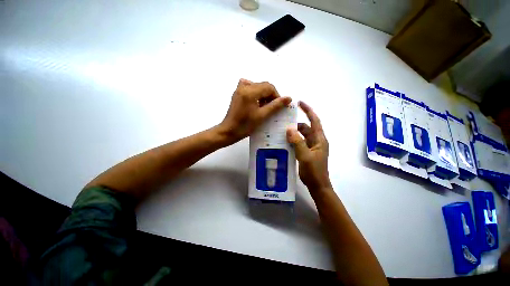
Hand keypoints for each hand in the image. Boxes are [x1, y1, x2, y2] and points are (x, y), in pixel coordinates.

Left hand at [219, 79, 291, 142]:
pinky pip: (250, 88)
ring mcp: (239, 89)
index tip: (279, 106)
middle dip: (270, 95)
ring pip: (257, 86)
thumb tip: (289, 98)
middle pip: (263, 85)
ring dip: (264, 95)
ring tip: (264, 107)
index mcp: (250, 91)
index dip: (277, 95)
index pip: (269, 87)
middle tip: (272, 108)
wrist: (229, 131)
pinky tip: (256, 102)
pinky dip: (256, 93)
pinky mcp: (237, 93)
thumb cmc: (245, 126)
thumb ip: (275, 106)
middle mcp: (244, 86)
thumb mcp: (262, 116)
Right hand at [286, 101, 330, 190]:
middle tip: (283, 122)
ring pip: (301, 135)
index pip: (315, 121)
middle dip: (296, 124)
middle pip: (306, 128)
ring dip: (293, 133)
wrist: (317, 185)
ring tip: (281, 132)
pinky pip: (299, 142)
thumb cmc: (314, 171)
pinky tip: (284, 141)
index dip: (308, 111)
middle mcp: (316, 141)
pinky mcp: (306, 152)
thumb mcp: (305, 156)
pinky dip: (292, 140)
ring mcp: (311, 147)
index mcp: (319, 139)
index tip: (300, 103)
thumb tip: (289, 129)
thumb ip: (297, 142)